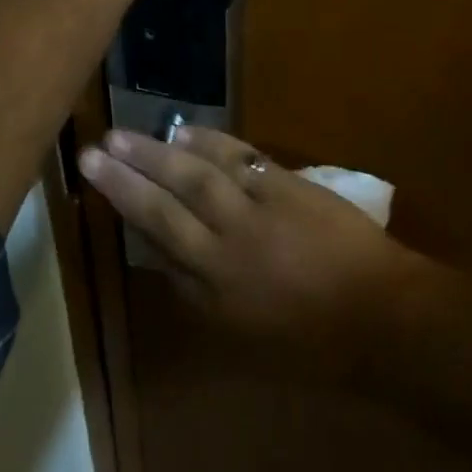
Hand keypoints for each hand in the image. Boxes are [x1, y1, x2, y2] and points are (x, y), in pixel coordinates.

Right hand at [80, 124, 424, 375]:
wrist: (379, 313)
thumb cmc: (314, 341)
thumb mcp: (246, 336)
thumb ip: (203, 296)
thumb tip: (166, 258)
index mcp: (214, 292)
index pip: (160, 242)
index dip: (128, 211)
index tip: (100, 183)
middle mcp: (225, 248)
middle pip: (166, 206)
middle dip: (126, 178)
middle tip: (92, 151)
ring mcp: (254, 211)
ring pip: (196, 175)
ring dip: (158, 152)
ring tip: (125, 133)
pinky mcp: (282, 184)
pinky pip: (237, 157)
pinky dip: (208, 141)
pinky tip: (185, 130)